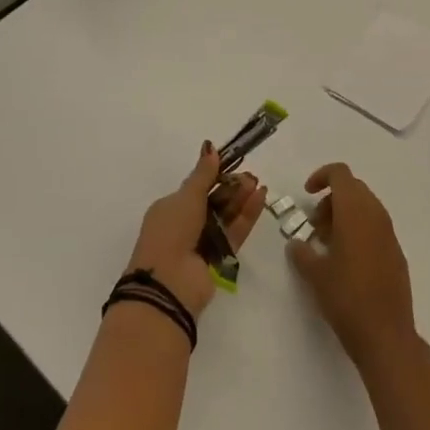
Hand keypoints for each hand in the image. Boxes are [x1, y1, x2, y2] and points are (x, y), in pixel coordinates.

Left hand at [125, 143, 267, 319]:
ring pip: (225, 217)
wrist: (169, 283)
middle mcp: (184, 225)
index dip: (214, 176)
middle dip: (232, 188)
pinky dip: (247, 217)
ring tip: (259, 184)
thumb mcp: (186, 197)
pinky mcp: (219, 259)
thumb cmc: (171, 231)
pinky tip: (260, 199)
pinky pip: (234, 232)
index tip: (234, 165)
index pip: (195, 188)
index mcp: (169, 209)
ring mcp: (202, 243)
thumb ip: (203, 174)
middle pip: (213, 202)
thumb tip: (210, 147)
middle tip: (252, 176)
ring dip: (241, 200)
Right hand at [286, 163, 417, 373]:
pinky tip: (346, 260)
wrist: (386, 335)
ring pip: (365, 208)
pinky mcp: (396, 253)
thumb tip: (296, 244)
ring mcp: (389, 234)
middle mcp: (376, 215)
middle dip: (330, 200)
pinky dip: (358, 230)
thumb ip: (302, 253)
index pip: (340, 174)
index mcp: (355, 211)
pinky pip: (375, 227)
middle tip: (314, 226)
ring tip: (326, 244)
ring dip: (344, 215)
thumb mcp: (315, 274)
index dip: (321, 177)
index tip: (307, 195)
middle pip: (353, 189)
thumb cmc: (346, 298)